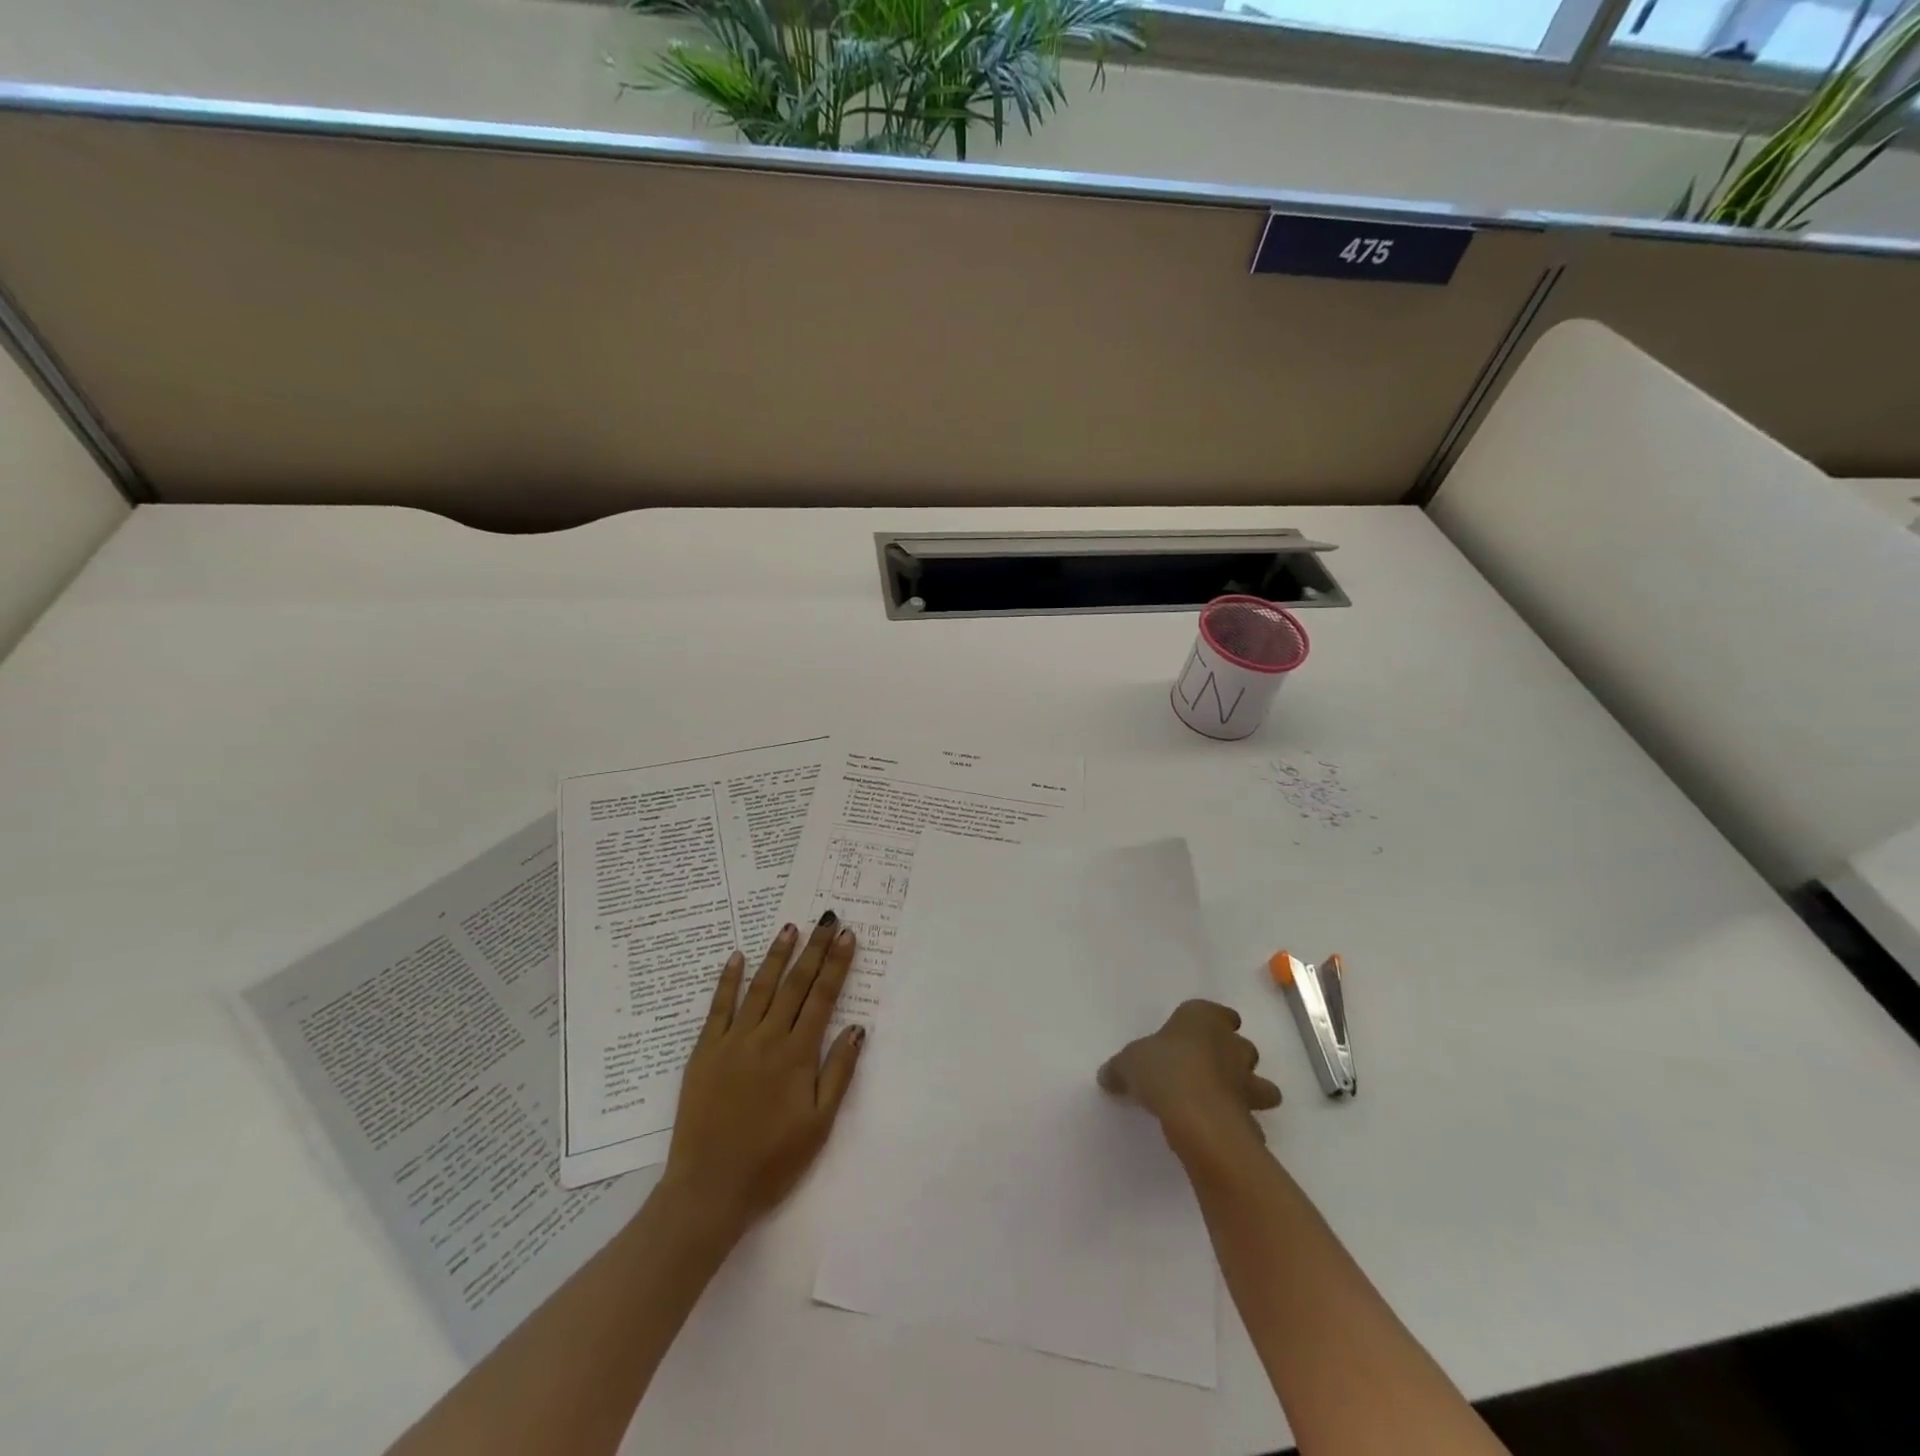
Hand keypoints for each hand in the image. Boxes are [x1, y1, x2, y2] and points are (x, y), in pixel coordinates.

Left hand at [661, 912, 865, 1237]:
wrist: (709, 1190)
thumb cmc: (772, 1162)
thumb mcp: (819, 1124)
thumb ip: (838, 1073)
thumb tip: (856, 1028)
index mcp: (797, 1055)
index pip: (822, 997)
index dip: (836, 964)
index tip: (847, 936)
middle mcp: (766, 1038)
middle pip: (795, 984)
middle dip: (814, 949)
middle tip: (827, 919)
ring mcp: (733, 1042)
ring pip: (760, 988)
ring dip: (777, 955)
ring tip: (791, 928)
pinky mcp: (704, 1052)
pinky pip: (718, 1008)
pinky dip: (728, 981)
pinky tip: (736, 957)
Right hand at [1098, 999, 1280, 1153]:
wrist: (1198, 1116)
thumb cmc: (1163, 1070)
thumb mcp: (1128, 1063)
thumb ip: (1120, 1068)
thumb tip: (1107, 1075)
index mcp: (1203, 1019)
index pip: (1219, 1012)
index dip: (1212, 1022)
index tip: (1198, 1034)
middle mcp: (1231, 1045)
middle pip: (1241, 1045)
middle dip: (1231, 1056)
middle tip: (1206, 1069)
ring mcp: (1246, 1081)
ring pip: (1259, 1082)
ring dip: (1247, 1090)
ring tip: (1222, 1102)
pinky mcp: (1252, 1116)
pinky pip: (1249, 1116)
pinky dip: (1240, 1122)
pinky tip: (1218, 1129)